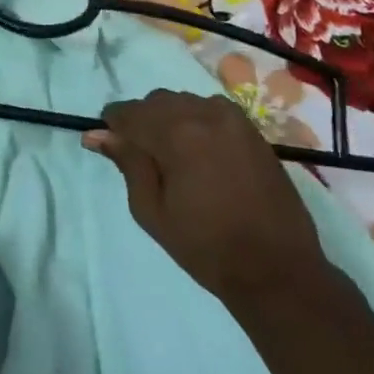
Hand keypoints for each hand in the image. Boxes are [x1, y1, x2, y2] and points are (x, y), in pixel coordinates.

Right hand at [84, 90, 327, 306]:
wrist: (277, 270)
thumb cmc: (206, 246)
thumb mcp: (151, 210)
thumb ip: (126, 163)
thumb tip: (96, 134)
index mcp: (176, 133)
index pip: (127, 112)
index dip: (114, 128)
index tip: (113, 150)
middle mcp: (203, 113)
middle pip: (155, 102)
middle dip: (142, 123)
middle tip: (144, 161)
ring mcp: (232, 118)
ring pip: (183, 102)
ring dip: (169, 120)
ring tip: (174, 158)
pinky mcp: (252, 129)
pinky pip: (210, 109)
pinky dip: (196, 122)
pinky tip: (201, 153)